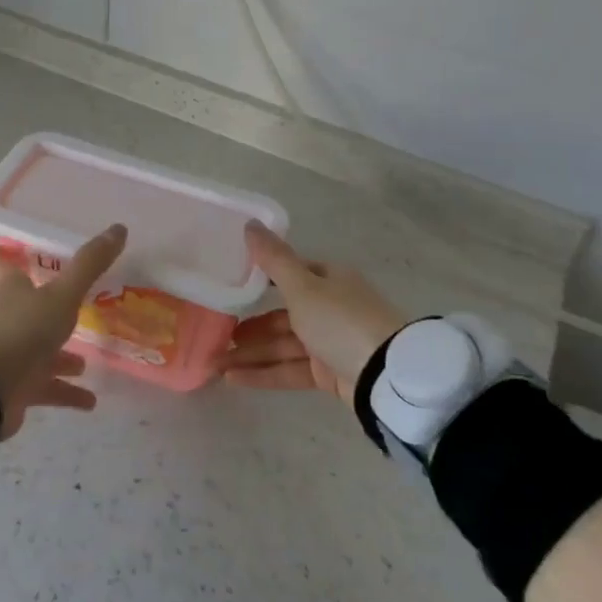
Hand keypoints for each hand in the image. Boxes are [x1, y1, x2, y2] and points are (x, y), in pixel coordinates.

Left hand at [0, 224, 125, 438]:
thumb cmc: (20, 329)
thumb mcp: (61, 294)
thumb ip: (89, 265)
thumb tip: (119, 227)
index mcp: (10, 290)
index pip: (4, 266)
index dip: (7, 257)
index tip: (8, 250)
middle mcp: (7, 319)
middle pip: (27, 310)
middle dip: (49, 312)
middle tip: (75, 311)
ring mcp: (9, 356)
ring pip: (39, 352)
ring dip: (61, 357)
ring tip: (86, 363)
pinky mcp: (14, 389)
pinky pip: (45, 389)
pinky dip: (66, 393)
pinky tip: (89, 401)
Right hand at [227, 223, 407, 401]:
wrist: (386, 376)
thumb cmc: (341, 320)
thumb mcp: (303, 286)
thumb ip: (273, 259)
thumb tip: (250, 223)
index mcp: (328, 279)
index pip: (288, 275)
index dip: (259, 281)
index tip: (229, 288)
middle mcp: (329, 307)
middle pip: (281, 315)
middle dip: (248, 326)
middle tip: (215, 334)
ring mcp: (330, 342)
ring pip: (282, 345)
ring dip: (250, 353)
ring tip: (215, 362)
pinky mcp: (329, 373)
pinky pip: (290, 369)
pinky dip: (264, 373)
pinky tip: (233, 379)